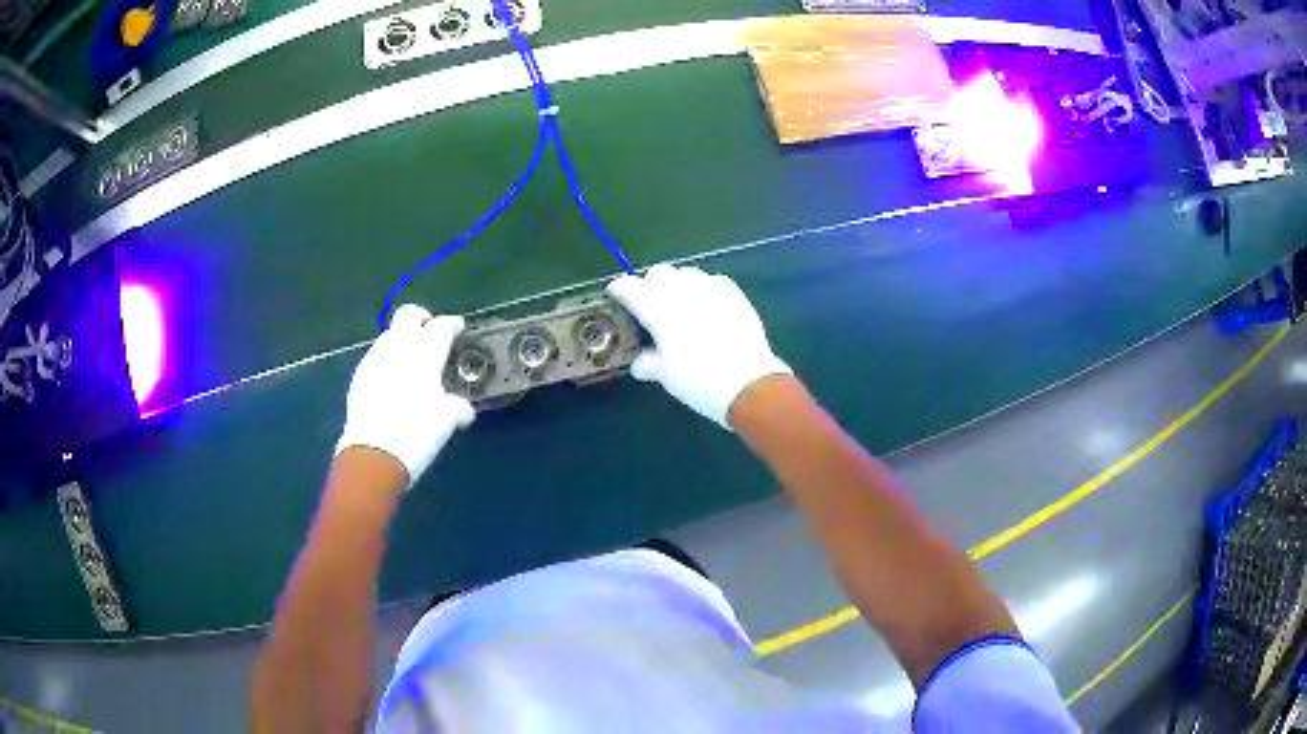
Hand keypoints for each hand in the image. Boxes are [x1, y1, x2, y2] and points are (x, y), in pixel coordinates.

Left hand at [335, 305, 474, 486]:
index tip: (457, 330)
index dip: (452, 325)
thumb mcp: (447, 421)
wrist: (374, 453)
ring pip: (390, 334)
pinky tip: (391, 380)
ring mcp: (375, 358)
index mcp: (426, 352)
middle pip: (409, 315)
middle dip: (421, 319)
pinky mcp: (359, 375)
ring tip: (410, 360)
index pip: (442, 325)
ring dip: (402, 340)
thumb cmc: (417, 432)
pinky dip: (387, 361)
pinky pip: (376, 357)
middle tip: (430, 333)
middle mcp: (399, 346)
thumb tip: (464, 408)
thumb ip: (457, 407)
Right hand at [606, 264, 790, 428]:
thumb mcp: (666, 376)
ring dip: (677, 282)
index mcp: (658, 311)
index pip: (630, 287)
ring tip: (680, 300)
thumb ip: (648, 363)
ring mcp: (709, 289)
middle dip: (650, 283)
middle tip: (650, 302)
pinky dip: (703, 287)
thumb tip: (640, 362)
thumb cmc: (698, 382)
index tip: (616, 293)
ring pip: (686, 272)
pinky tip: (706, 303)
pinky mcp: (733, 293)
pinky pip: (712, 280)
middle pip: (658, 272)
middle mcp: (681, 292)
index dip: (619, 288)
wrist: (747, 382)